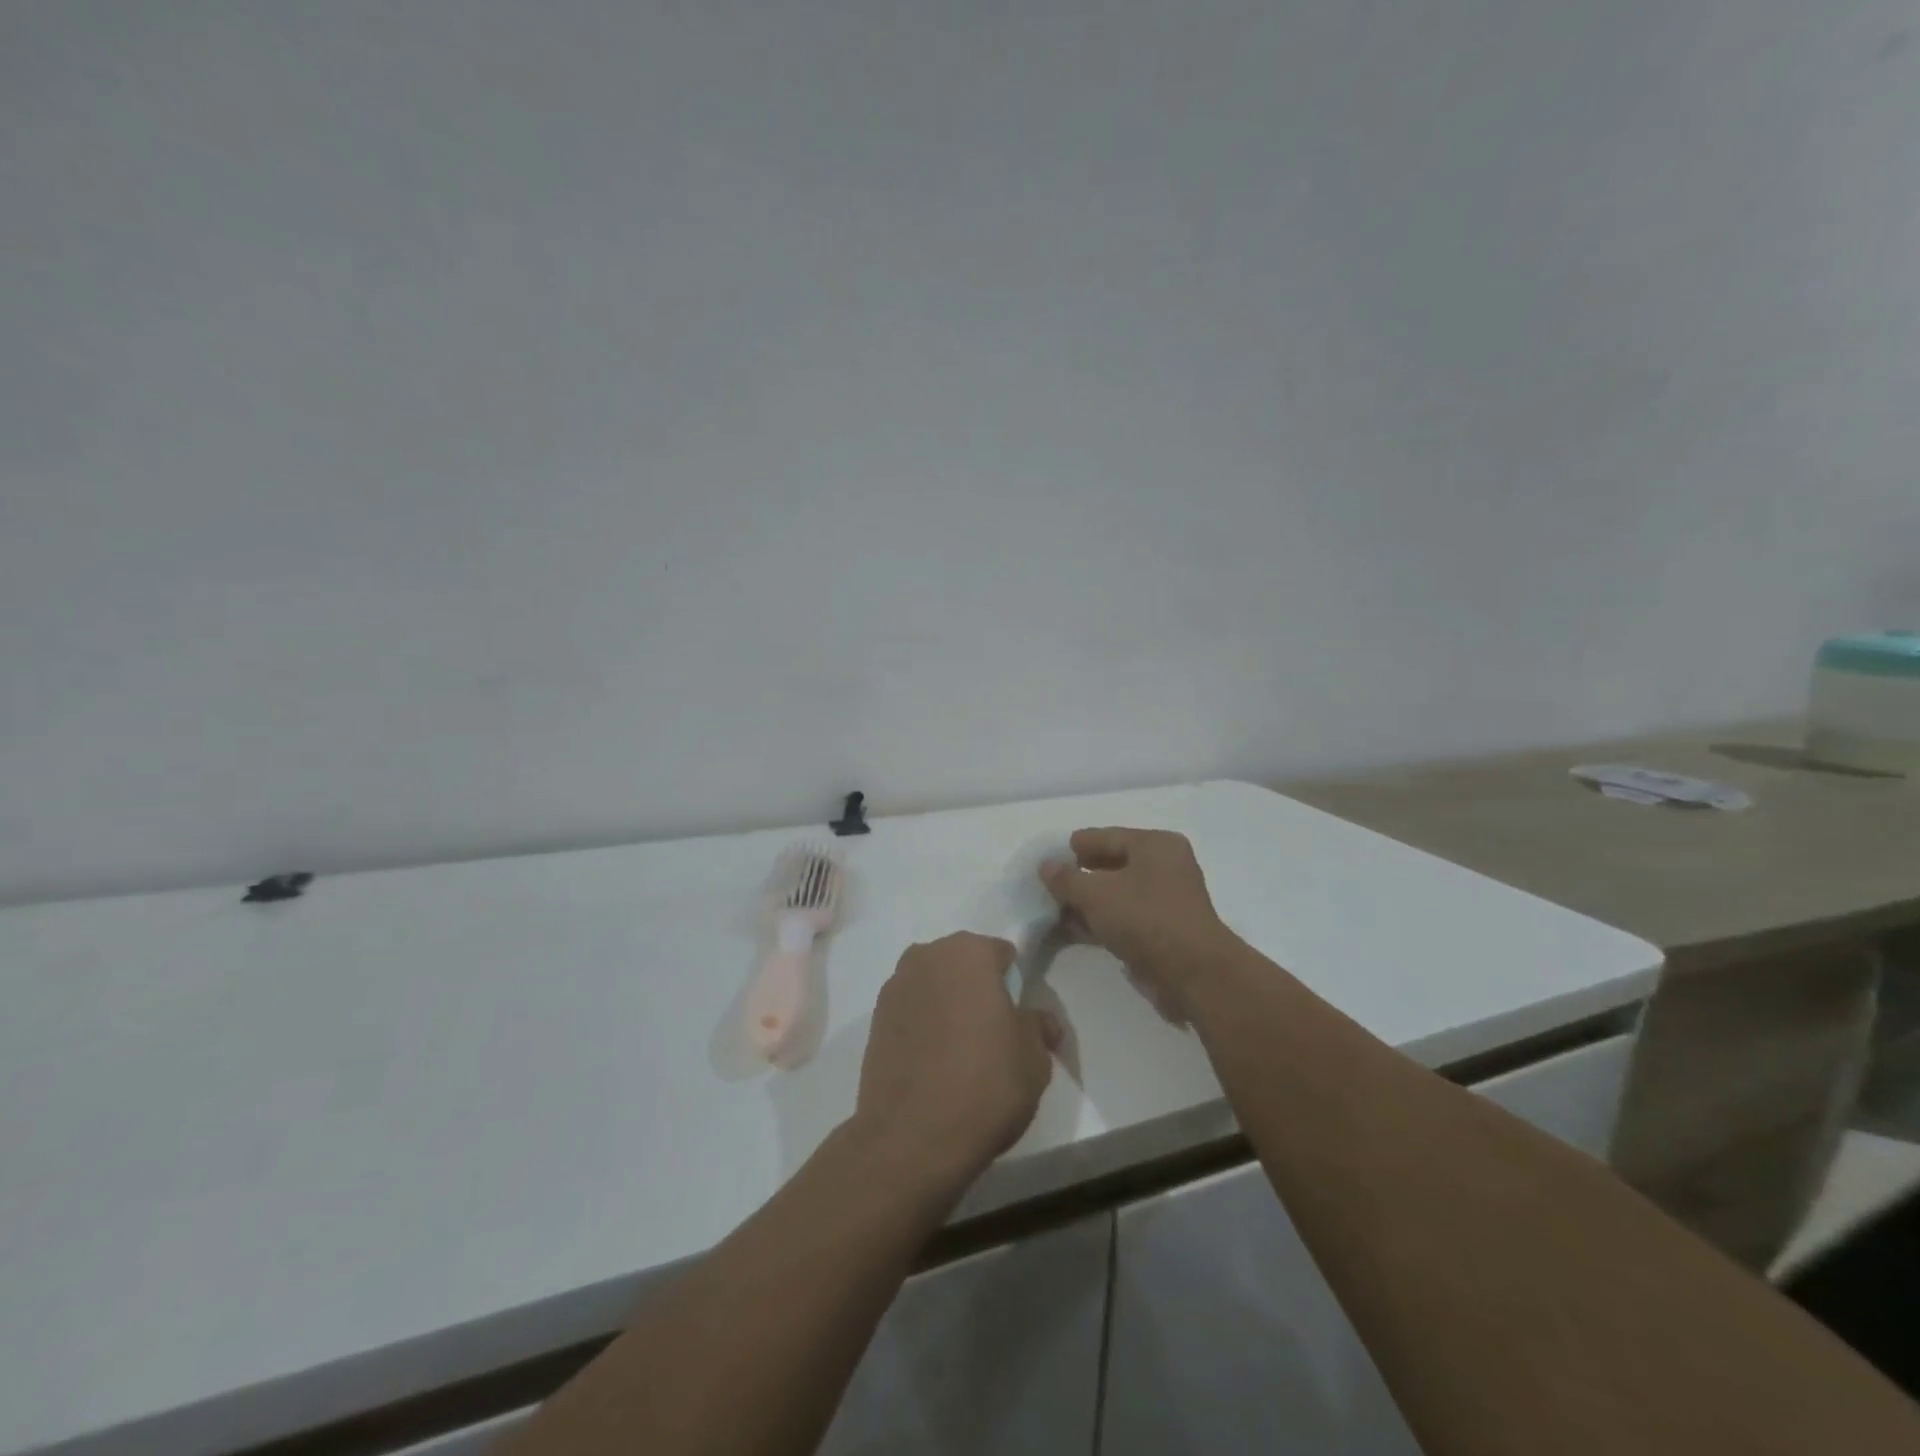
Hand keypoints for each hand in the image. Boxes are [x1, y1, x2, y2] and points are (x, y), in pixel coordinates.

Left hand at [851, 933, 1059, 1200]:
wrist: (912, 1137)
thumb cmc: (986, 1084)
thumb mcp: (1035, 1059)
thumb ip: (1038, 1027)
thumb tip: (1040, 1021)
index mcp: (970, 952)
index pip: (1002, 955)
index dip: (1014, 984)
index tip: (1019, 1018)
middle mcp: (927, 956)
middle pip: (963, 965)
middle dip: (977, 989)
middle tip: (992, 1033)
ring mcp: (895, 987)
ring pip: (934, 986)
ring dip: (947, 1005)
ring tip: (960, 1052)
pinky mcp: (873, 1020)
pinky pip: (911, 1012)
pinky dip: (923, 1027)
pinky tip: (933, 1063)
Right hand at [1040, 827, 1240, 1016]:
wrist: (1192, 973)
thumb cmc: (1145, 918)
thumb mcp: (1096, 893)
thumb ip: (1066, 878)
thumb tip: (1045, 866)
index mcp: (1155, 845)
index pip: (1108, 836)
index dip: (1078, 845)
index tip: (1051, 854)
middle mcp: (1165, 866)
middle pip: (1113, 863)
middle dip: (1082, 874)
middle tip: (1051, 881)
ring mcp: (1167, 899)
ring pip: (1118, 892)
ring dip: (1089, 900)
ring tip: (1057, 906)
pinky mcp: (1164, 929)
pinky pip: (1126, 915)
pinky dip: (1102, 919)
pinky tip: (1076, 928)